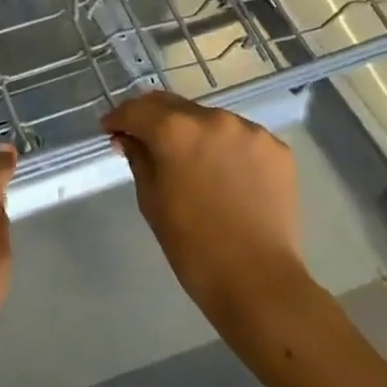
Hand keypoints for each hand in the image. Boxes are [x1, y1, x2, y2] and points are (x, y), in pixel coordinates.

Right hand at [104, 90, 311, 343]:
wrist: (258, 281)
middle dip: (152, 118)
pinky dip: (224, 147)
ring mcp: (249, 131)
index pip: (137, 110)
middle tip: (142, 136)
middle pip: (172, 105)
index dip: (118, 118)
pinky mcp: (276, 149)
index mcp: (175, 130)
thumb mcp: (151, 200)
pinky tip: (222, 171)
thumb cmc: (192, 245)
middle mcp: (212, 118)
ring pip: (208, 119)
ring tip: (187, 157)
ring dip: (191, 131)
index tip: (110, 129)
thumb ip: (138, 158)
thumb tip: (129, 138)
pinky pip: (239, 137)